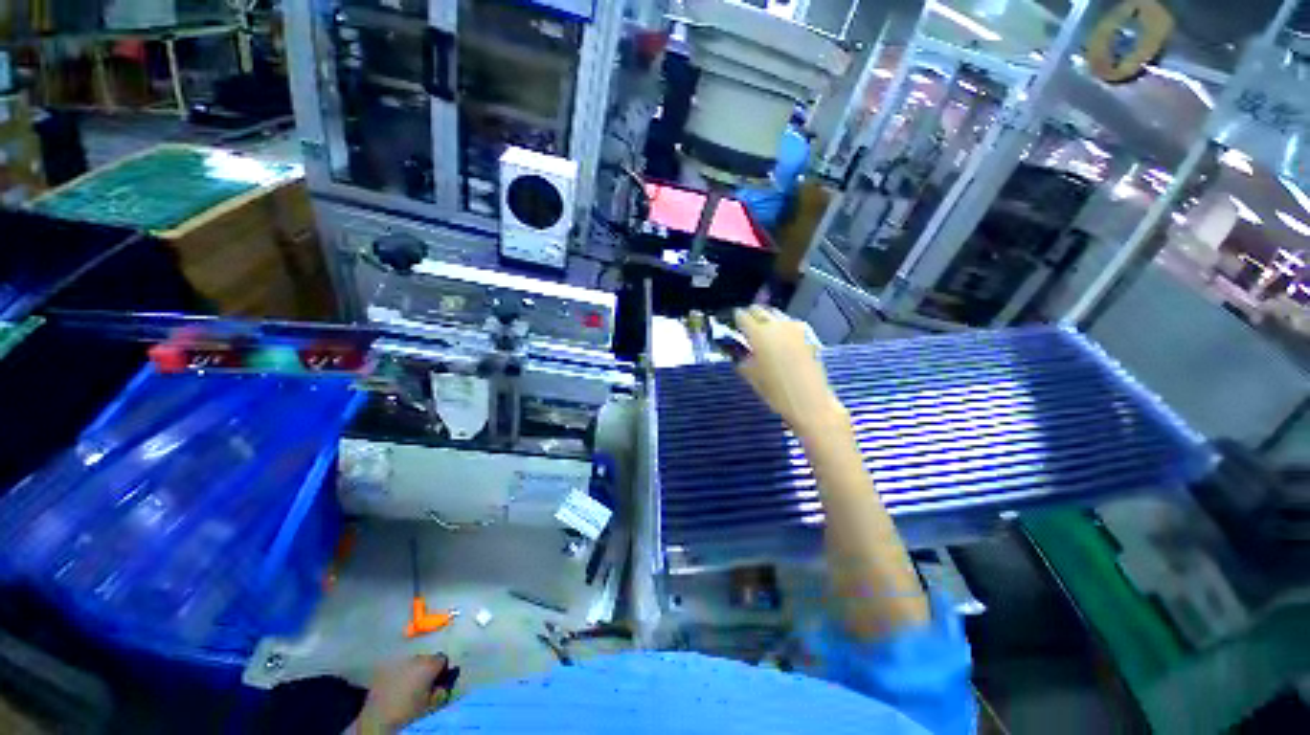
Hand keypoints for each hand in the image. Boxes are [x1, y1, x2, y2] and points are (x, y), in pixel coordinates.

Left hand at [354, 654, 448, 733]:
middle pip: (427, 658)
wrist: (379, 717)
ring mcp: (399, 663)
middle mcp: (415, 659)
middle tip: (425, 682)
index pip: (442, 660)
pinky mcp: (385, 669)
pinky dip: (400, 673)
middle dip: (427, 667)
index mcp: (429, 665)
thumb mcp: (429, 704)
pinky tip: (399, 685)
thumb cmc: (408, 710)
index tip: (440, 680)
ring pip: (412, 661)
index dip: (442, 670)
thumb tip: (440, 686)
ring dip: (414, 669)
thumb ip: (438, 691)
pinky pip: (398, 667)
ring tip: (411, 683)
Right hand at [734, 306, 846, 436]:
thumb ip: (743, 360)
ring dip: (768, 319)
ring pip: (776, 315)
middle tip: (747, 325)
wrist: (810, 402)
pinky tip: (780, 339)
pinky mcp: (807, 336)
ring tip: (763, 331)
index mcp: (759, 335)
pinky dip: (781, 327)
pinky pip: (789, 324)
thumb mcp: (752, 378)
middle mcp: (776, 326)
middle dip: (752, 315)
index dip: (737, 319)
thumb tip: (740, 354)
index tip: (734, 322)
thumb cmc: (776, 393)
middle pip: (760, 311)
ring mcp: (794, 329)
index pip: (743, 317)